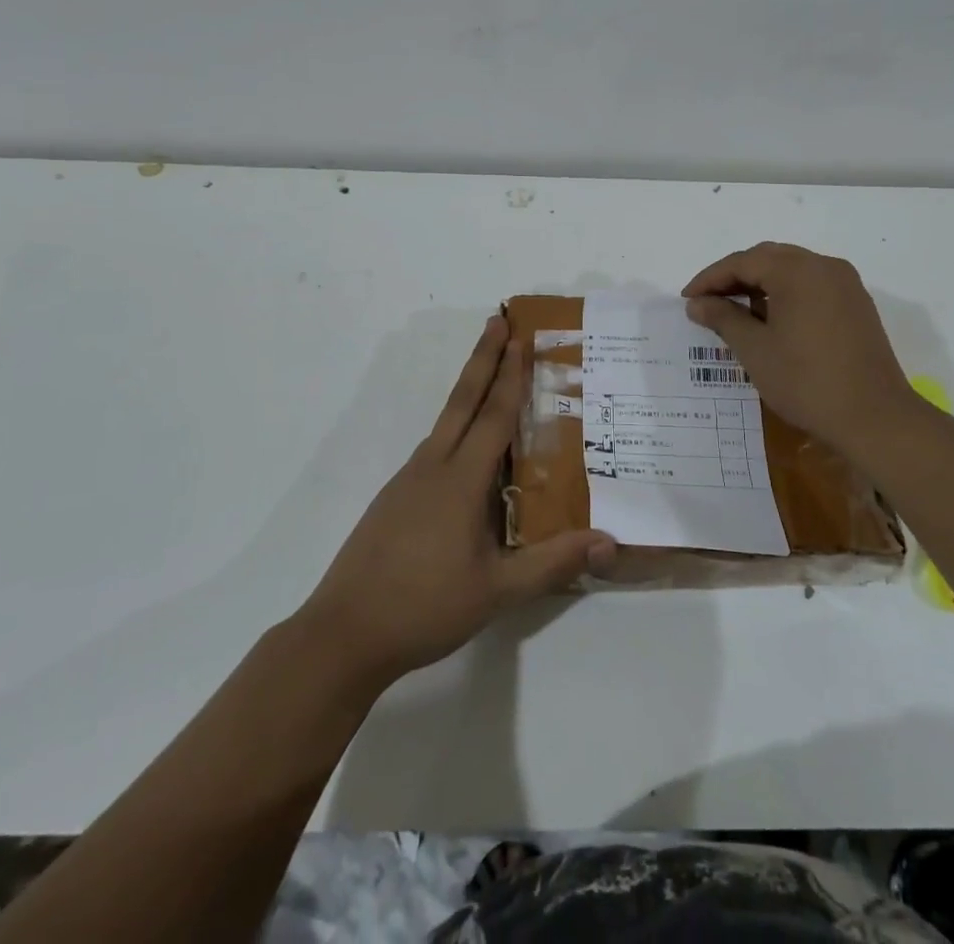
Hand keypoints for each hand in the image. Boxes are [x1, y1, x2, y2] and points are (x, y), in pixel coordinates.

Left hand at [298, 315, 615, 689]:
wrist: (343, 633)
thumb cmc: (424, 606)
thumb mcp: (497, 591)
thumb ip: (553, 563)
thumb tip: (610, 542)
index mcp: (460, 480)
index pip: (492, 415)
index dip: (510, 375)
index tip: (520, 336)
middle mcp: (432, 466)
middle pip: (462, 400)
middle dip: (483, 358)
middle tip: (498, 320)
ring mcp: (408, 481)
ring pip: (446, 423)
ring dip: (469, 391)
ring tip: (492, 378)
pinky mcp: (395, 498)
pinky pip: (435, 449)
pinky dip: (457, 430)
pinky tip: (467, 453)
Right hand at [683, 242, 915, 454]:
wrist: (876, 418)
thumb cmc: (807, 382)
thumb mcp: (755, 350)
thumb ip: (723, 318)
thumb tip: (697, 303)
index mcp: (798, 270)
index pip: (743, 262)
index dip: (710, 279)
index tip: (687, 299)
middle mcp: (824, 266)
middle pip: (768, 258)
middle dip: (734, 276)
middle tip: (707, 302)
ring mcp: (845, 284)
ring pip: (791, 270)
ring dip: (760, 283)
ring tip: (734, 311)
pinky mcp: (856, 304)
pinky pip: (811, 285)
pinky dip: (785, 293)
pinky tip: (770, 319)